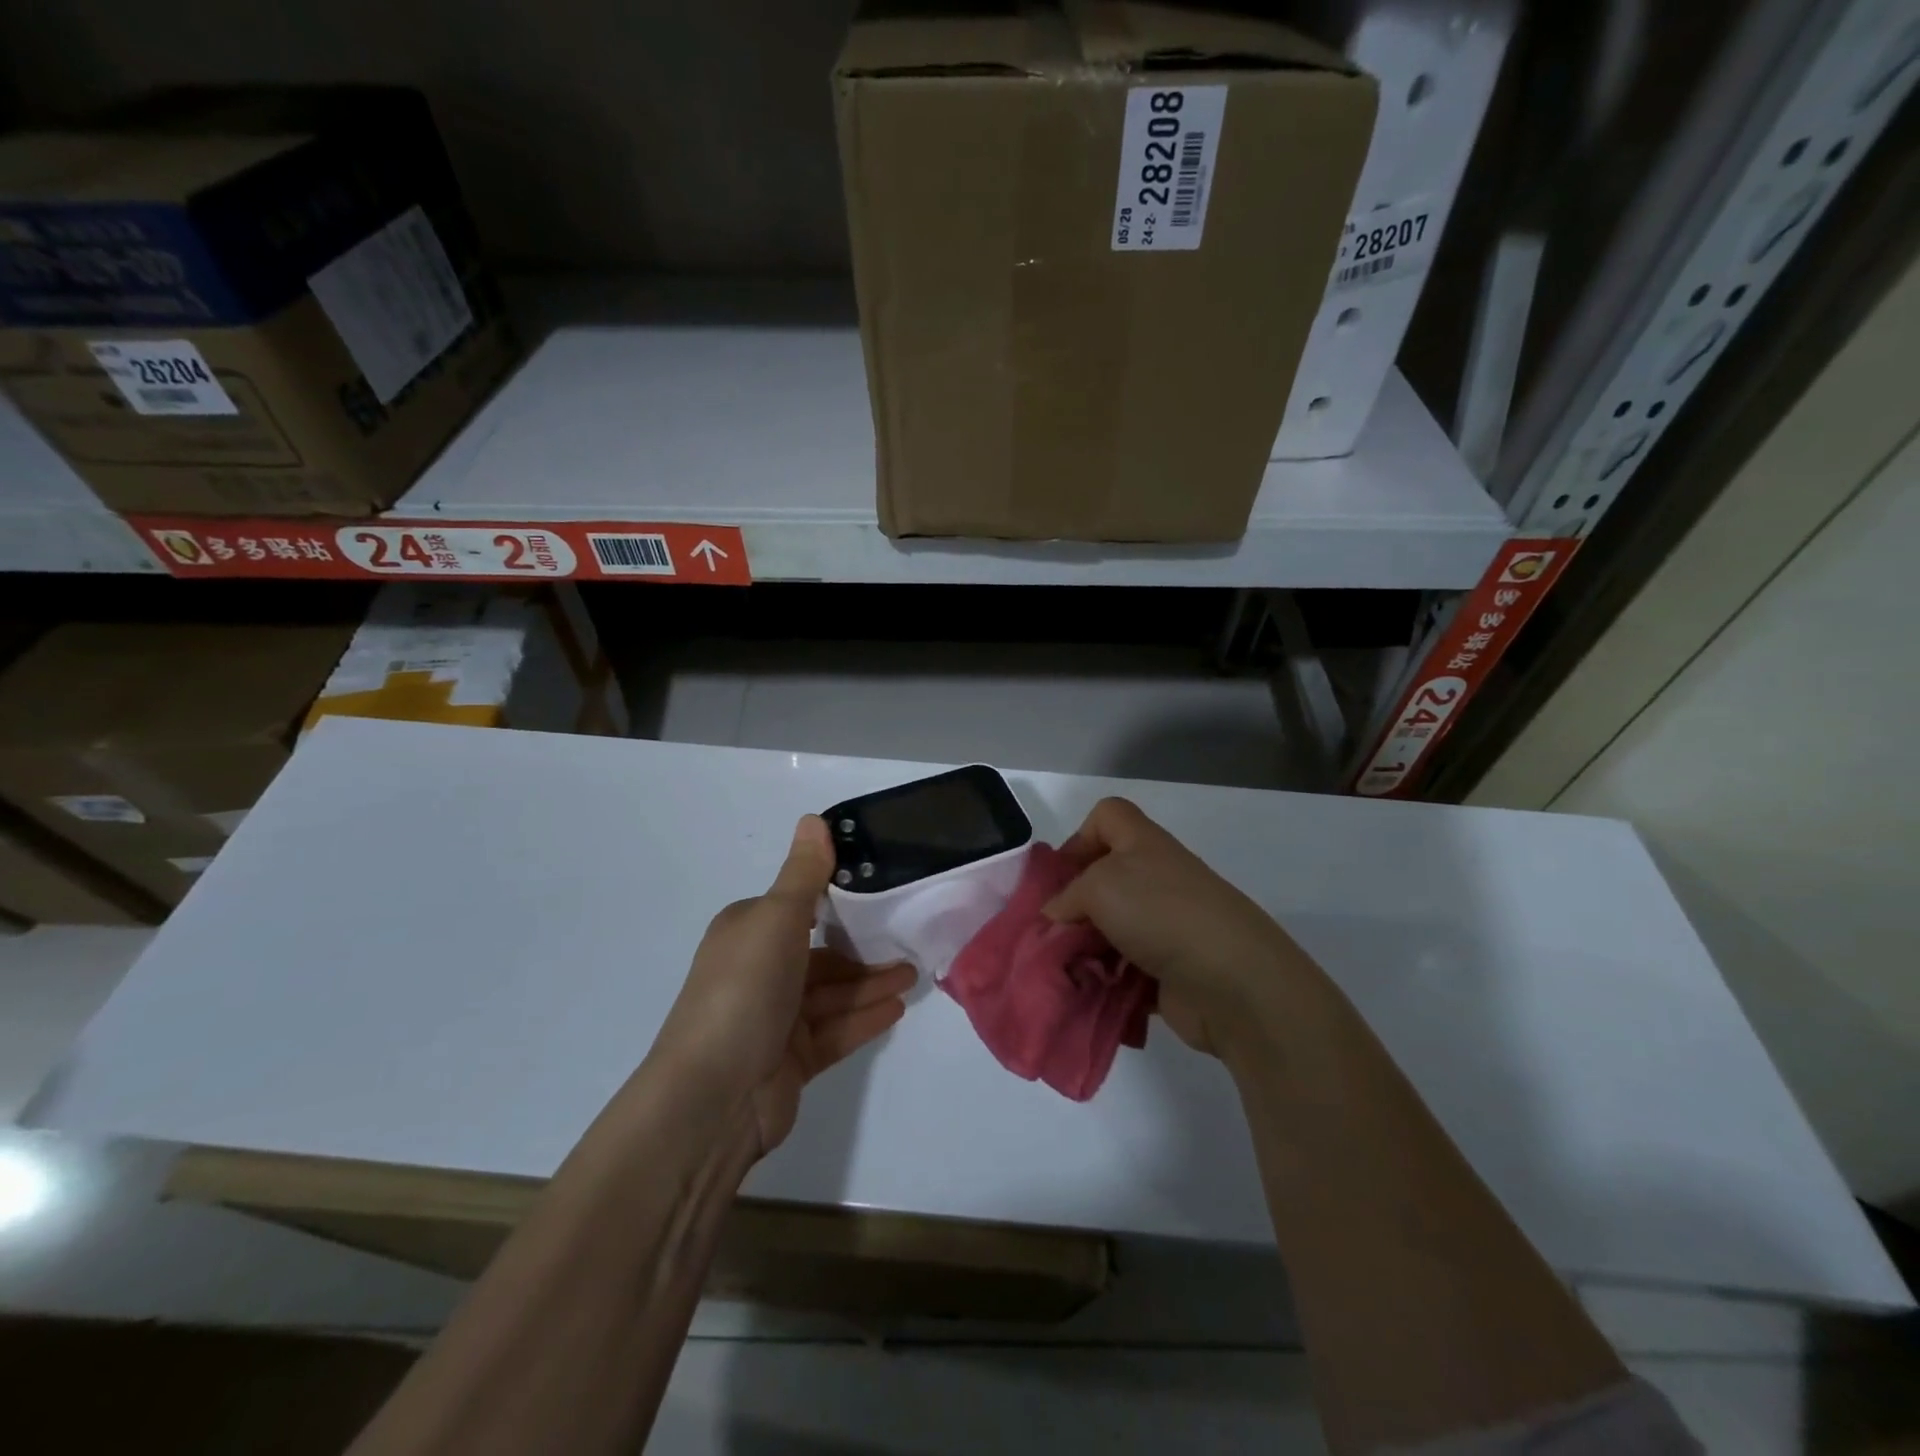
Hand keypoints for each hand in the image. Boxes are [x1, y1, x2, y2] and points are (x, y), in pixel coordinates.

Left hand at [656, 817, 914, 1156]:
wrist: (712, 1099)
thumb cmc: (743, 991)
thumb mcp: (775, 920)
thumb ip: (803, 874)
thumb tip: (813, 818)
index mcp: (747, 932)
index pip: (798, 908)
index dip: (837, 900)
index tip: (883, 891)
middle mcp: (757, 971)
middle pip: (820, 954)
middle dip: (863, 950)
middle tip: (909, 943)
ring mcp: (773, 1019)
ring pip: (831, 994)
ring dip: (870, 984)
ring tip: (913, 978)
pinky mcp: (789, 1060)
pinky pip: (834, 1030)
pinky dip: (862, 1018)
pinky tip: (896, 1009)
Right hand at [1043, 798, 1316, 1056]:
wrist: (1233, 982)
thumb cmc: (1161, 913)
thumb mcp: (1099, 887)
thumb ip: (1067, 896)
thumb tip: (1056, 917)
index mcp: (1142, 844)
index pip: (1107, 816)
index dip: (1079, 837)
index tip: (1060, 877)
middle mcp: (1155, 879)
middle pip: (1102, 879)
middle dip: (1073, 908)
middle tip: (1051, 934)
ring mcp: (1165, 926)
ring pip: (1110, 930)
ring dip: (1086, 952)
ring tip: (1067, 973)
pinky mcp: (1169, 970)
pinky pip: (1125, 971)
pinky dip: (1107, 982)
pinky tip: (1091, 995)